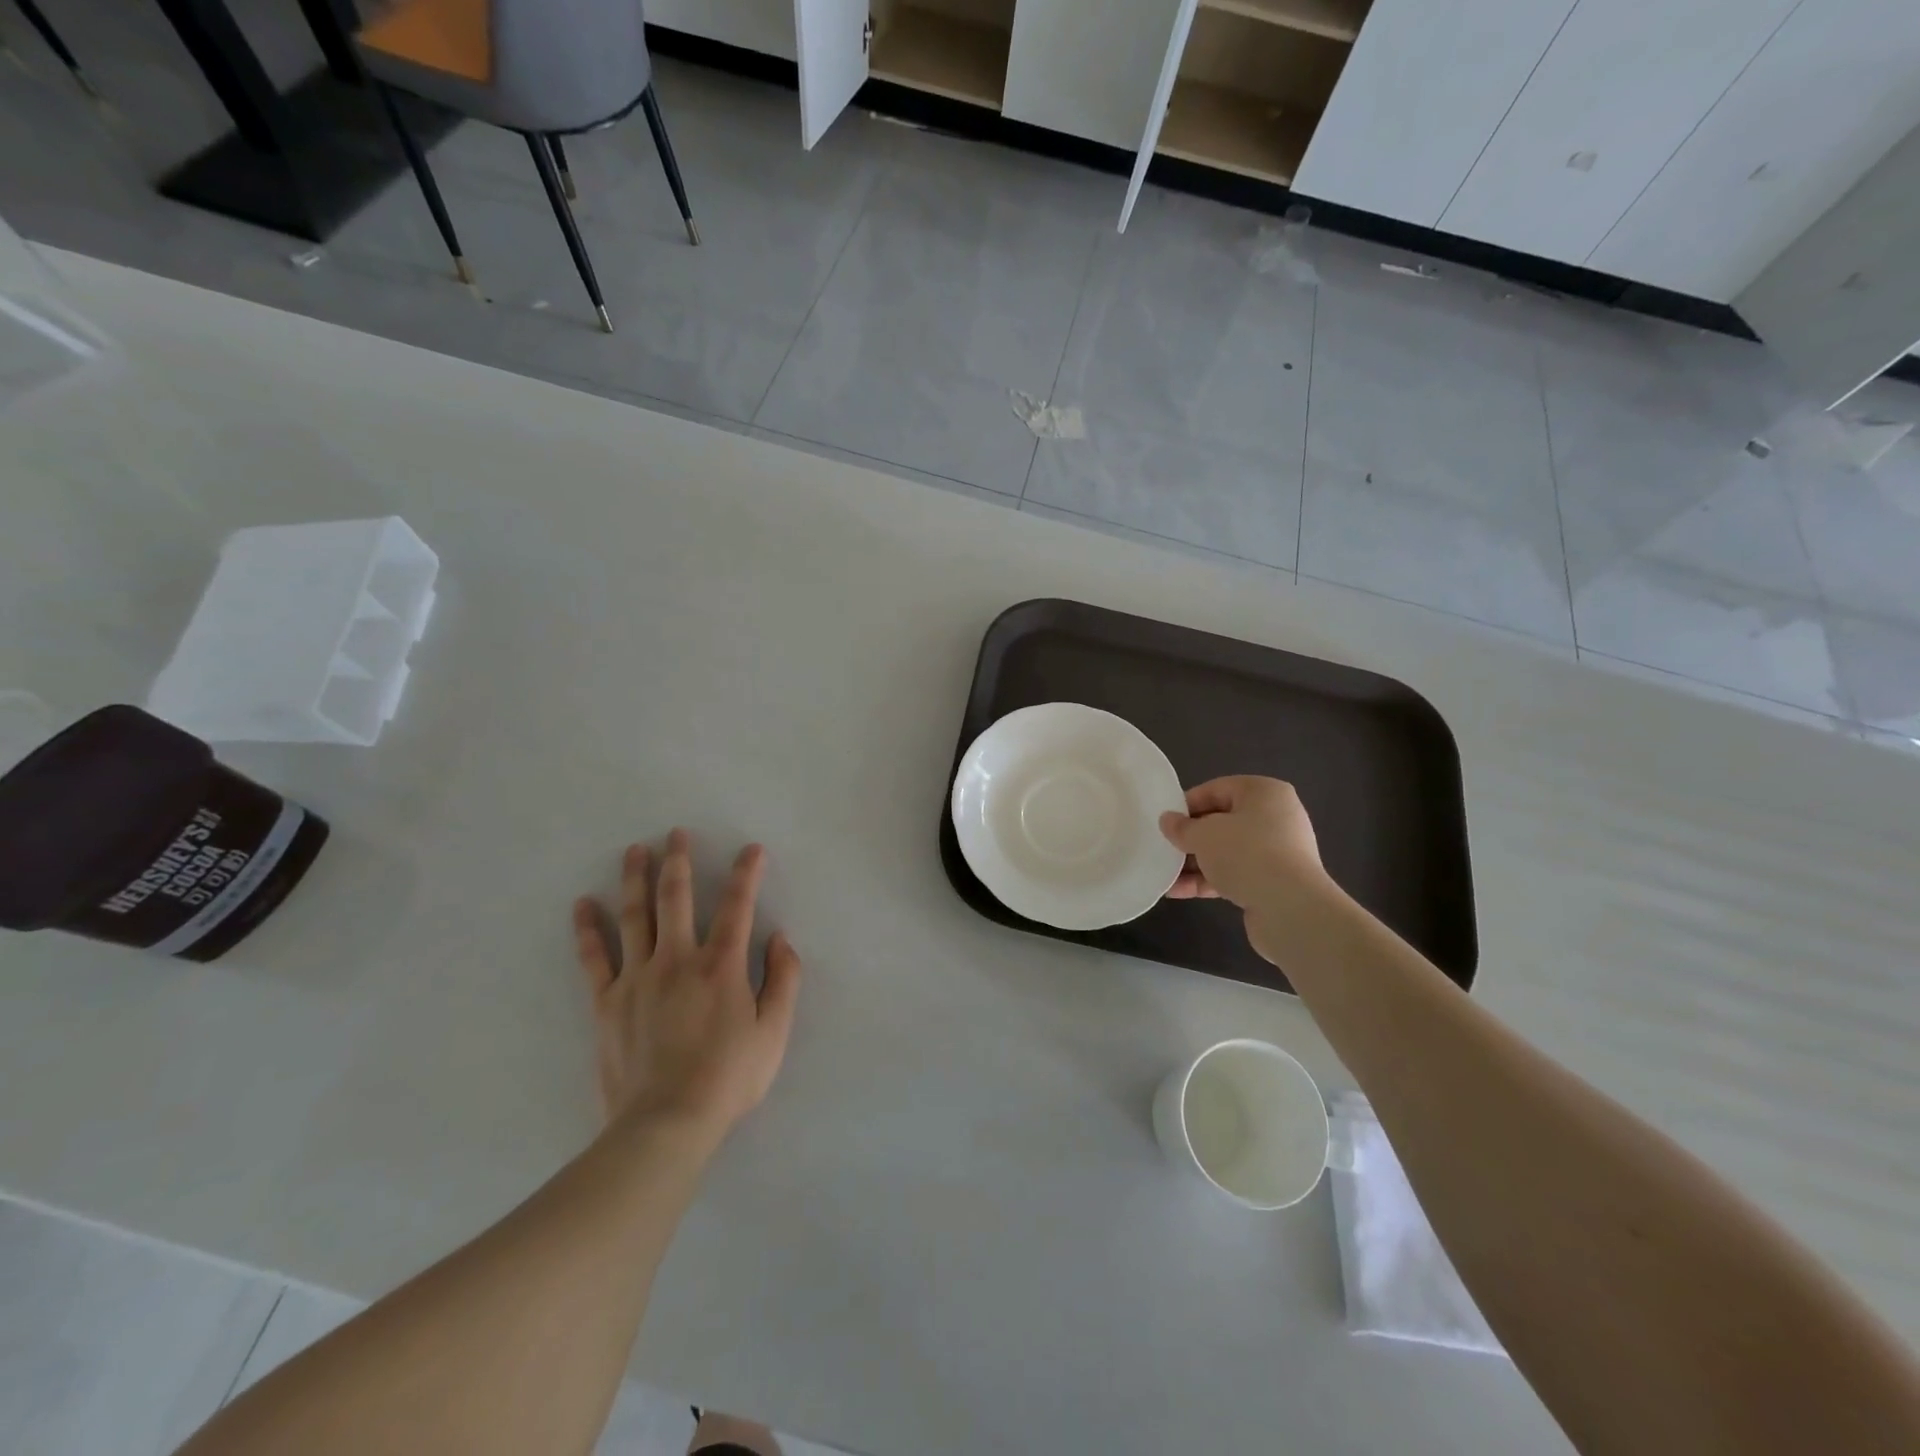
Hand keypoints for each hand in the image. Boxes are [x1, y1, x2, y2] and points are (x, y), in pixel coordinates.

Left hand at [572, 829, 800, 1138]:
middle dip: (678, 861)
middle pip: (676, 899)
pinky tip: (582, 904)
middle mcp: (677, 960)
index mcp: (721, 965)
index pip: (737, 906)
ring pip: (634, 917)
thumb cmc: (729, 1078)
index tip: (751, 849)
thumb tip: (781, 938)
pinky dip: (587, 929)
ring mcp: (637, 978)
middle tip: (676, 833)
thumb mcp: (774, 1032)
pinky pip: (595, 958)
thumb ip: (783, 980)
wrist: (665, 1123)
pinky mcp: (608, 1002)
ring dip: (635, 879)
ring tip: (635, 850)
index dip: (747, 874)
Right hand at [1160, 778, 1338, 965]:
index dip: (1187, 805)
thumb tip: (1167, 820)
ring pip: (1226, 851)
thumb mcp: (1203, 835)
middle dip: (1190, 838)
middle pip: (1221, 822)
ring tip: (1165, 875)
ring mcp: (1277, 852)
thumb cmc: (1246, 854)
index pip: (1216, 789)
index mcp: (1264, 792)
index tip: (1165, 822)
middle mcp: (1275, 817)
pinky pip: (1235, 874)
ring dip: (1195, 863)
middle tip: (1164, 848)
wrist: (1290, 909)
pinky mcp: (1274, 882)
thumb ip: (1181, 827)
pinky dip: (1208, 880)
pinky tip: (1178, 892)